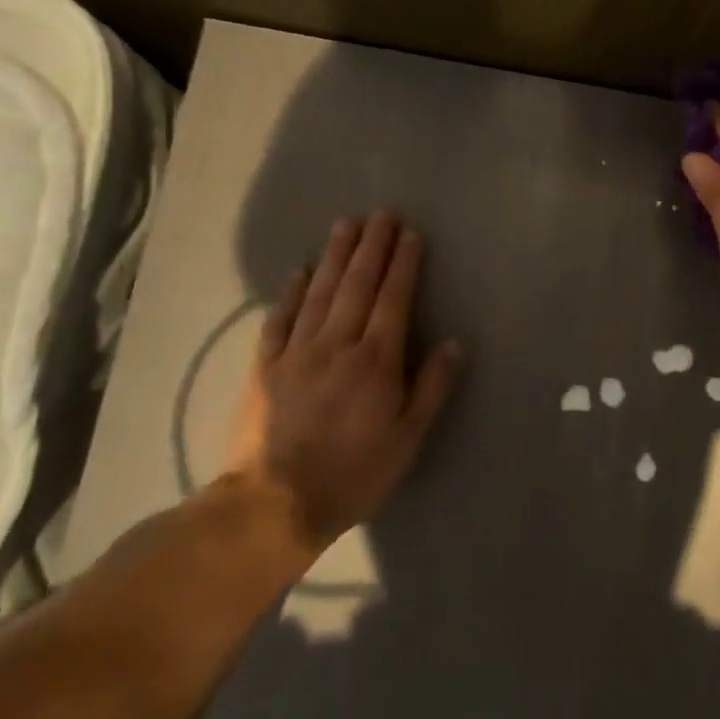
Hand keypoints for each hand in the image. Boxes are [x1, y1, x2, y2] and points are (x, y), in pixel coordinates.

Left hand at [225, 211, 462, 552]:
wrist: (273, 505)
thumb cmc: (353, 473)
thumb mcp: (408, 438)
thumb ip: (432, 387)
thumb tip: (454, 343)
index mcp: (375, 360)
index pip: (393, 299)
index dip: (403, 264)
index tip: (410, 234)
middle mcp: (337, 344)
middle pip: (357, 284)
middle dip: (372, 246)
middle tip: (381, 214)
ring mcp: (296, 352)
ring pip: (319, 292)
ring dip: (335, 256)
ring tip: (346, 225)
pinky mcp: (264, 366)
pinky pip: (279, 319)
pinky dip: (290, 291)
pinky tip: (298, 270)